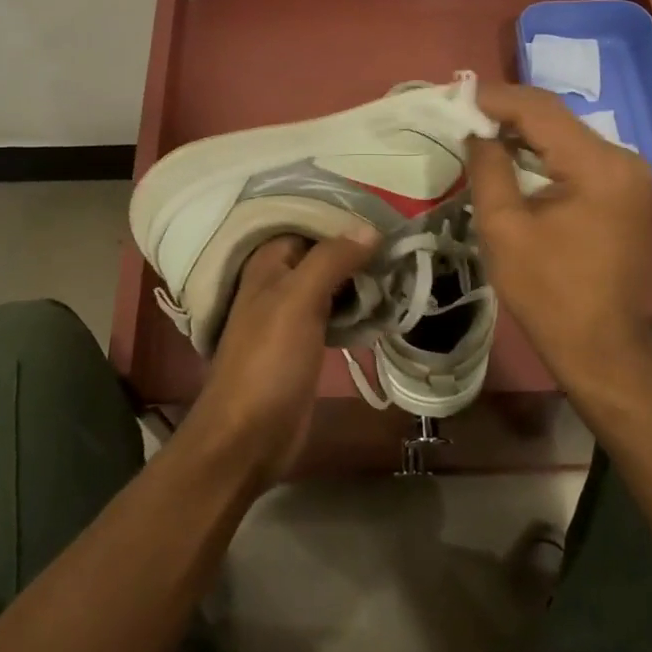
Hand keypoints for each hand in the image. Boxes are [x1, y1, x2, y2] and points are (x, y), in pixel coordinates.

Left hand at [187, 230, 377, 486]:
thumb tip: (370, 227)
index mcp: (268, 263)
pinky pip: (336, 313)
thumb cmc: (269, 360)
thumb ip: (331, 259)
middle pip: (323, 254)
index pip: (309, 223)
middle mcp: (278, 282)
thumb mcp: (299, 300)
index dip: (344, 219)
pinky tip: (386, 306)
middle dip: (358, 249)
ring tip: (402, 269)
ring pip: (332, 284)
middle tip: (402, 244)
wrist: (248, 435)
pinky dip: (358, 308)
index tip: (387, 215)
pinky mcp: (306, 344)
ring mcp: (292, 315)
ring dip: (362, 279)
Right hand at [465, 83, 651, 390]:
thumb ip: (488, 167)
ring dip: (524, 131)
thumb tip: (476, 132)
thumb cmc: (547, 292)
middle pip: (557, 118)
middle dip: (507, 112)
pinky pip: (578, 156)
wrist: (601, 345)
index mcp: (599, 165)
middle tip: (462, 113)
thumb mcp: (504, 227)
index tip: (455, 97)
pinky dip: (544, 153)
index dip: (495, 98)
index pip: (540, 110)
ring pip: (567, 135)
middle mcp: (624, 159)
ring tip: (479, 130)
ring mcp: (631, 174)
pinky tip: (513, 156)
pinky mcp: (626, 190)